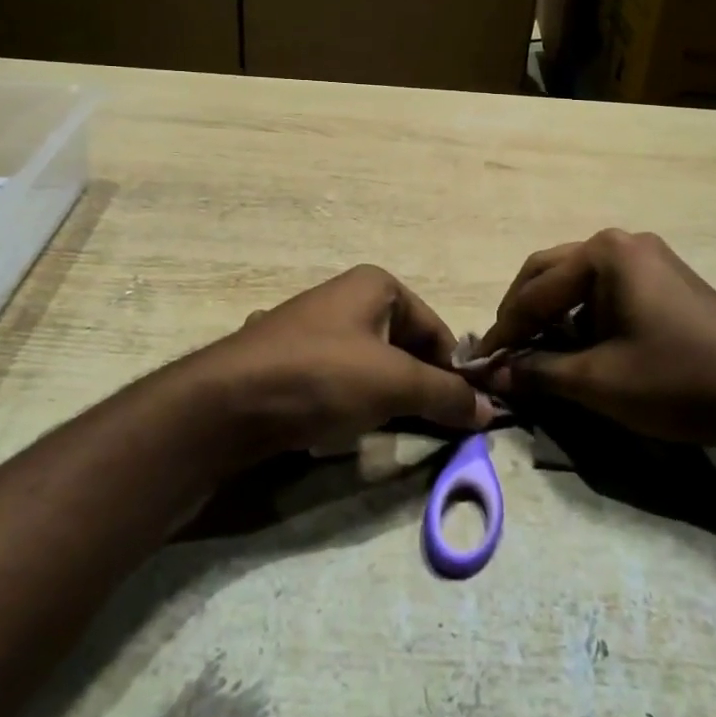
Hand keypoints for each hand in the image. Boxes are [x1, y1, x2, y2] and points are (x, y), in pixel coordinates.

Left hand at [191, 265, 498, 457]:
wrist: (227, 403)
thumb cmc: (322, 377)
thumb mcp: (393, 384)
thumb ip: (445, 395)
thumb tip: (488, 409)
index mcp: (376, 285)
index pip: (435, 329)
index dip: (454, 371)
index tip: (467, 413)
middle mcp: (346, 297)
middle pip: (404, 346)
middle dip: (420, 386)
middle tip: (434, 427)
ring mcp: (314, 327)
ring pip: (371, 365)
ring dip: (387, 398)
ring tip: (392, 430)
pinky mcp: (290, 359)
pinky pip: (338, 379)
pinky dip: (352, 401)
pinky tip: (344, 426)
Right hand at [475, 229, 715, 443]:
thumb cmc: (674, 380)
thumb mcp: (597, 381)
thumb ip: (537, 372)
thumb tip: (492, 374)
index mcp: (604, 253)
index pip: (535, 290)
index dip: (505, 329)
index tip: (481, 362)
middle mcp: (623, 242)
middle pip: (552, 273)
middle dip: (524, 313)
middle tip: (505, 352)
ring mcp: (648, 258)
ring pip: (578, 281)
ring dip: (553, 315)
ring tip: (536, 353)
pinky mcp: (665, 279)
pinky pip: (606, 289)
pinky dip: (583, 316)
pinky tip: (578, 347)